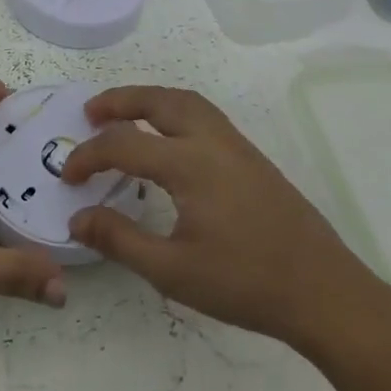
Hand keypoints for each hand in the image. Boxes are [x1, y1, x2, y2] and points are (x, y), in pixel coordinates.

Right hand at [61, 85, 390, 352]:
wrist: (323, 291)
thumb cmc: (245, 283)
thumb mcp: (173, 271)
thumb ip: (120, 240)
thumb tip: (77, 217)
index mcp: (189, 164)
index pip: (124, 144)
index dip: (89, 156)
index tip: (68, 178)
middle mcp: (212, 141)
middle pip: (159, 100)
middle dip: (120, 100)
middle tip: (90, 111)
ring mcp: (237, 146)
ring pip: (187, 101)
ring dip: (150, 99)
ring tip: (124, 114)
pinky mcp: (252, 158)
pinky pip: (205, 115)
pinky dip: (175, 110)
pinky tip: (169, 138)